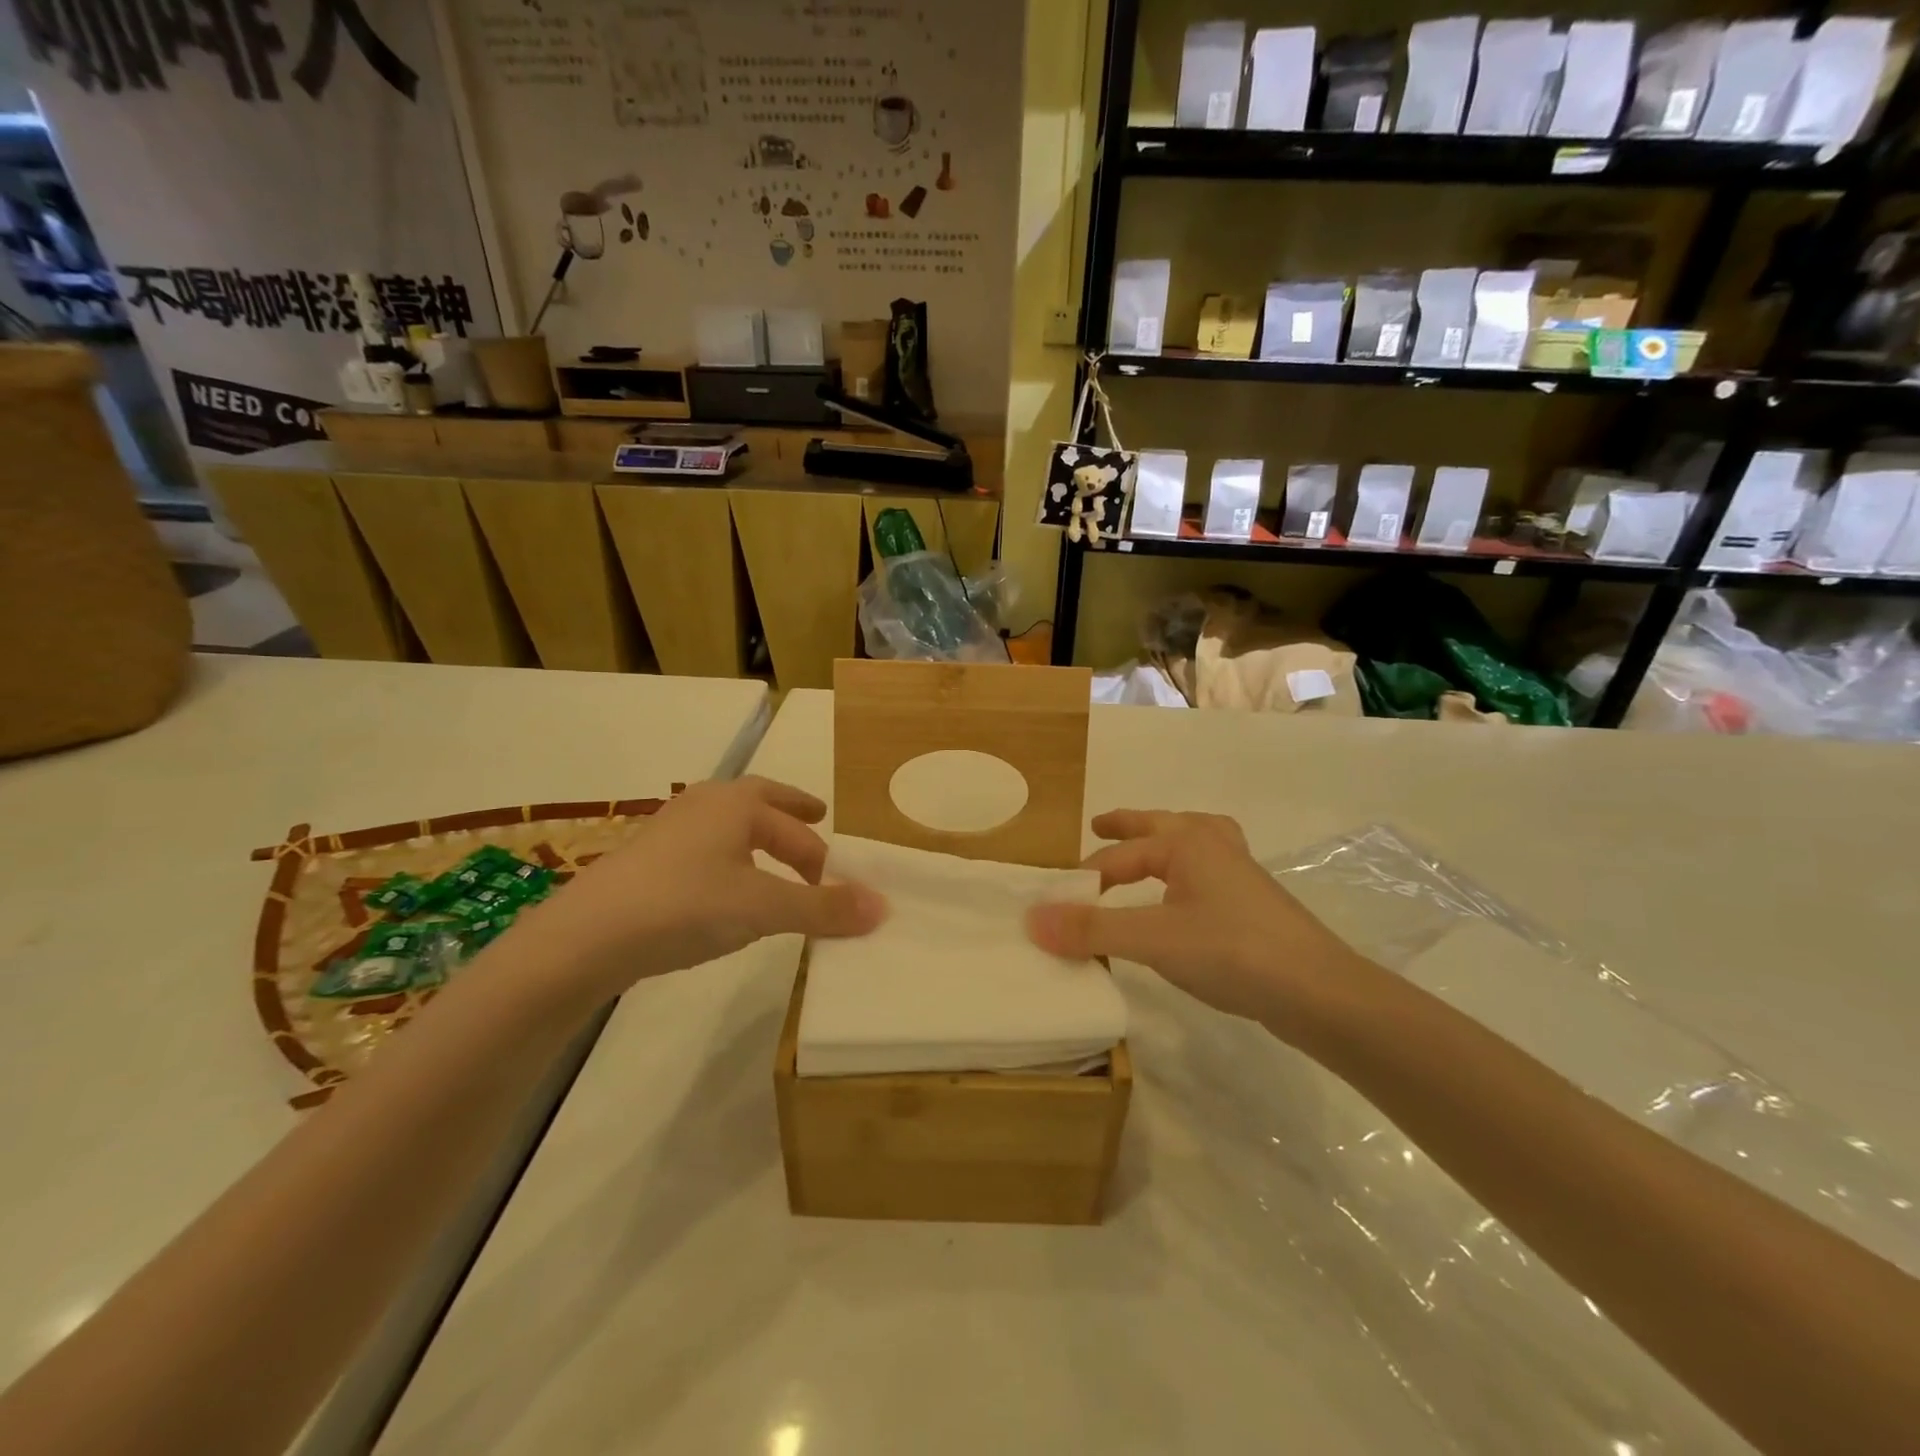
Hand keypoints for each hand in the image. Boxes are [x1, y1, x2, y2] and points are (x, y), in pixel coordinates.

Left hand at [513, 776, 884, 999]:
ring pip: (728, 827)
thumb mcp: (763, 907)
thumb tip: (883, 906)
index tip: (838, 877)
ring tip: (774, 862)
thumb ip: (822, 908)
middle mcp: (704, 805)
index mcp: (736, 804)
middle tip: (816, 822)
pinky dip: (728, 860)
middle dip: (790, 816)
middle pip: (759, 804)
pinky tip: (724, 890)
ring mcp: (670, 830)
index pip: (794, 823)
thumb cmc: (685, 905)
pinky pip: (704, 850)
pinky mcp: (646, 861)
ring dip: (757, 839)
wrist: (586, 936)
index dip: (821, 851)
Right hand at [1026, 809, 1365, 1034]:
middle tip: (1098, 825)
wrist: (1319, 992)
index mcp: (1188, 842)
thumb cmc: (1232, 951)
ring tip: (1148, 847)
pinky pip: (1210, 869)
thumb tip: (1032, 919)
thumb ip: (1092, 929)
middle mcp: (1214, 846)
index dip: (1084, 878)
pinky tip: (1186, 894)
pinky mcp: (1255, 902)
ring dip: (1165, 840)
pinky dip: (1189, 868)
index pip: (1119, 856)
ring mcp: (1240, 873)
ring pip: (1195, 841)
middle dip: (1128, 826)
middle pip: (1161, 826)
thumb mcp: (1153, 939)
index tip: (1056, 903)